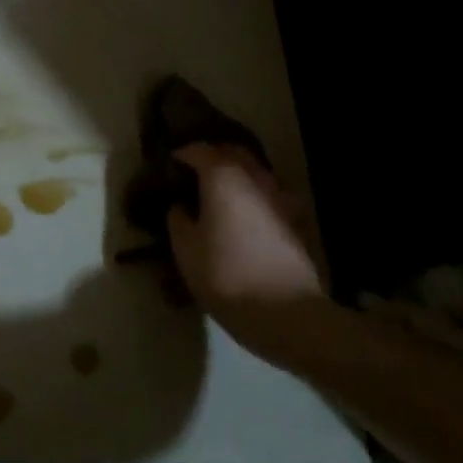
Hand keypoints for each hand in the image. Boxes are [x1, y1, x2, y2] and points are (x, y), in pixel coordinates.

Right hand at [167, 144, 324, 342]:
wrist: (287, 312)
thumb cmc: (226, 275)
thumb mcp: (185, 250)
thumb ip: (178, 219)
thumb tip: (181, 206)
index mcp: (223, 178)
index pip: (199, 150)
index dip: (181, 153)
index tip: (168, 164)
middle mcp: (255, 178)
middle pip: (233, 152)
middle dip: (212, 155)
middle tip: (192, 170)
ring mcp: (279, 197)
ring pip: (254, 171)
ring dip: (235, 173)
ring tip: (216, 191)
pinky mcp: (294, 220)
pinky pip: (268, 193)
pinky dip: (252, 194)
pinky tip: (243, 212)